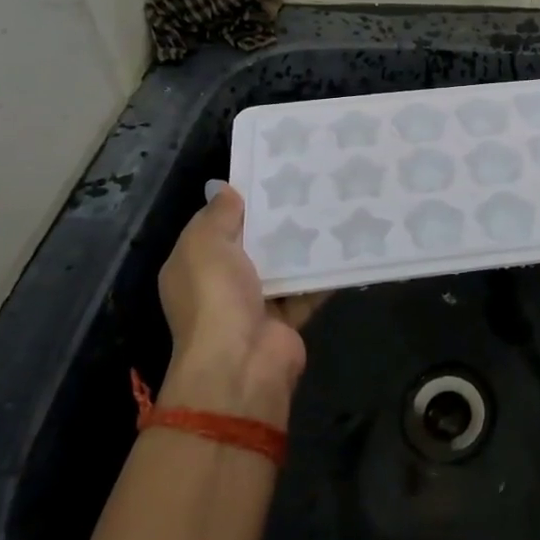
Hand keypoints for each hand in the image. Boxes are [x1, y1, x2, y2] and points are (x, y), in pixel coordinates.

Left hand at [156, 182, 321, 425]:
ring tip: (331, 204)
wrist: (241, 365)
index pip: (216, 225)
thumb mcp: (205, 244)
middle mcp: (221, 284)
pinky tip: (346, 242)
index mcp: (194, 265)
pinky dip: (324, 271)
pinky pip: (308, 287)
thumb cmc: (215, 296)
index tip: (270, 174)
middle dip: (276, 219)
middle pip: (253, 243)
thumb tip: (223, 188)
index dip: (238, 201)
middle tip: (308, 183)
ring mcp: (255, 303)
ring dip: (302, 242)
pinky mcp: (286, 318)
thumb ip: (218, 214)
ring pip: (282, 263)